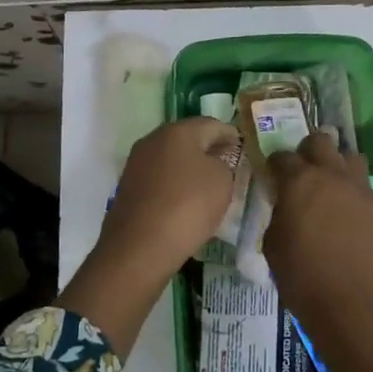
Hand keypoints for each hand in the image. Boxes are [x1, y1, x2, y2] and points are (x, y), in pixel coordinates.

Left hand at [62, 117, 239, 356]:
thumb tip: (215, 161)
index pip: (213, 124)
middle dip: (209, 149)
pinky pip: (159, 178)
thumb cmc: (188, 206)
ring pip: (172, 158)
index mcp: (178, 131)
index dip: (231, 135)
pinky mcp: (128, 187)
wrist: (139, 247)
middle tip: (229, 165)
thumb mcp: (222, 181)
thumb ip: (225, 163)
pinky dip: (175, 184)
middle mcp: (153, 139)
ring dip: (190, 167)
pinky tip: (185, 201)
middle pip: (188, 138)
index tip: (244, 149)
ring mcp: (137, 163)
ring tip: (210, 186)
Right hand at [265, 131, 372, 371]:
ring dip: (338, 166)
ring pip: (351, 157)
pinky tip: (348, 219)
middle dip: (309, 151)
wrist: (352, 304)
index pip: (282, 156)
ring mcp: (360, 190)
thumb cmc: (301, 276)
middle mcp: (332, 175)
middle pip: (321, 141)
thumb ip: (279, 214)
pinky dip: (354, 195)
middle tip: (303, 174)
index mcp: (300, 181)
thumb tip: (286, 206)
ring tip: (330, 188)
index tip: (273, 176)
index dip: (275, 165)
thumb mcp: (273, 243)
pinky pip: (365, 189)